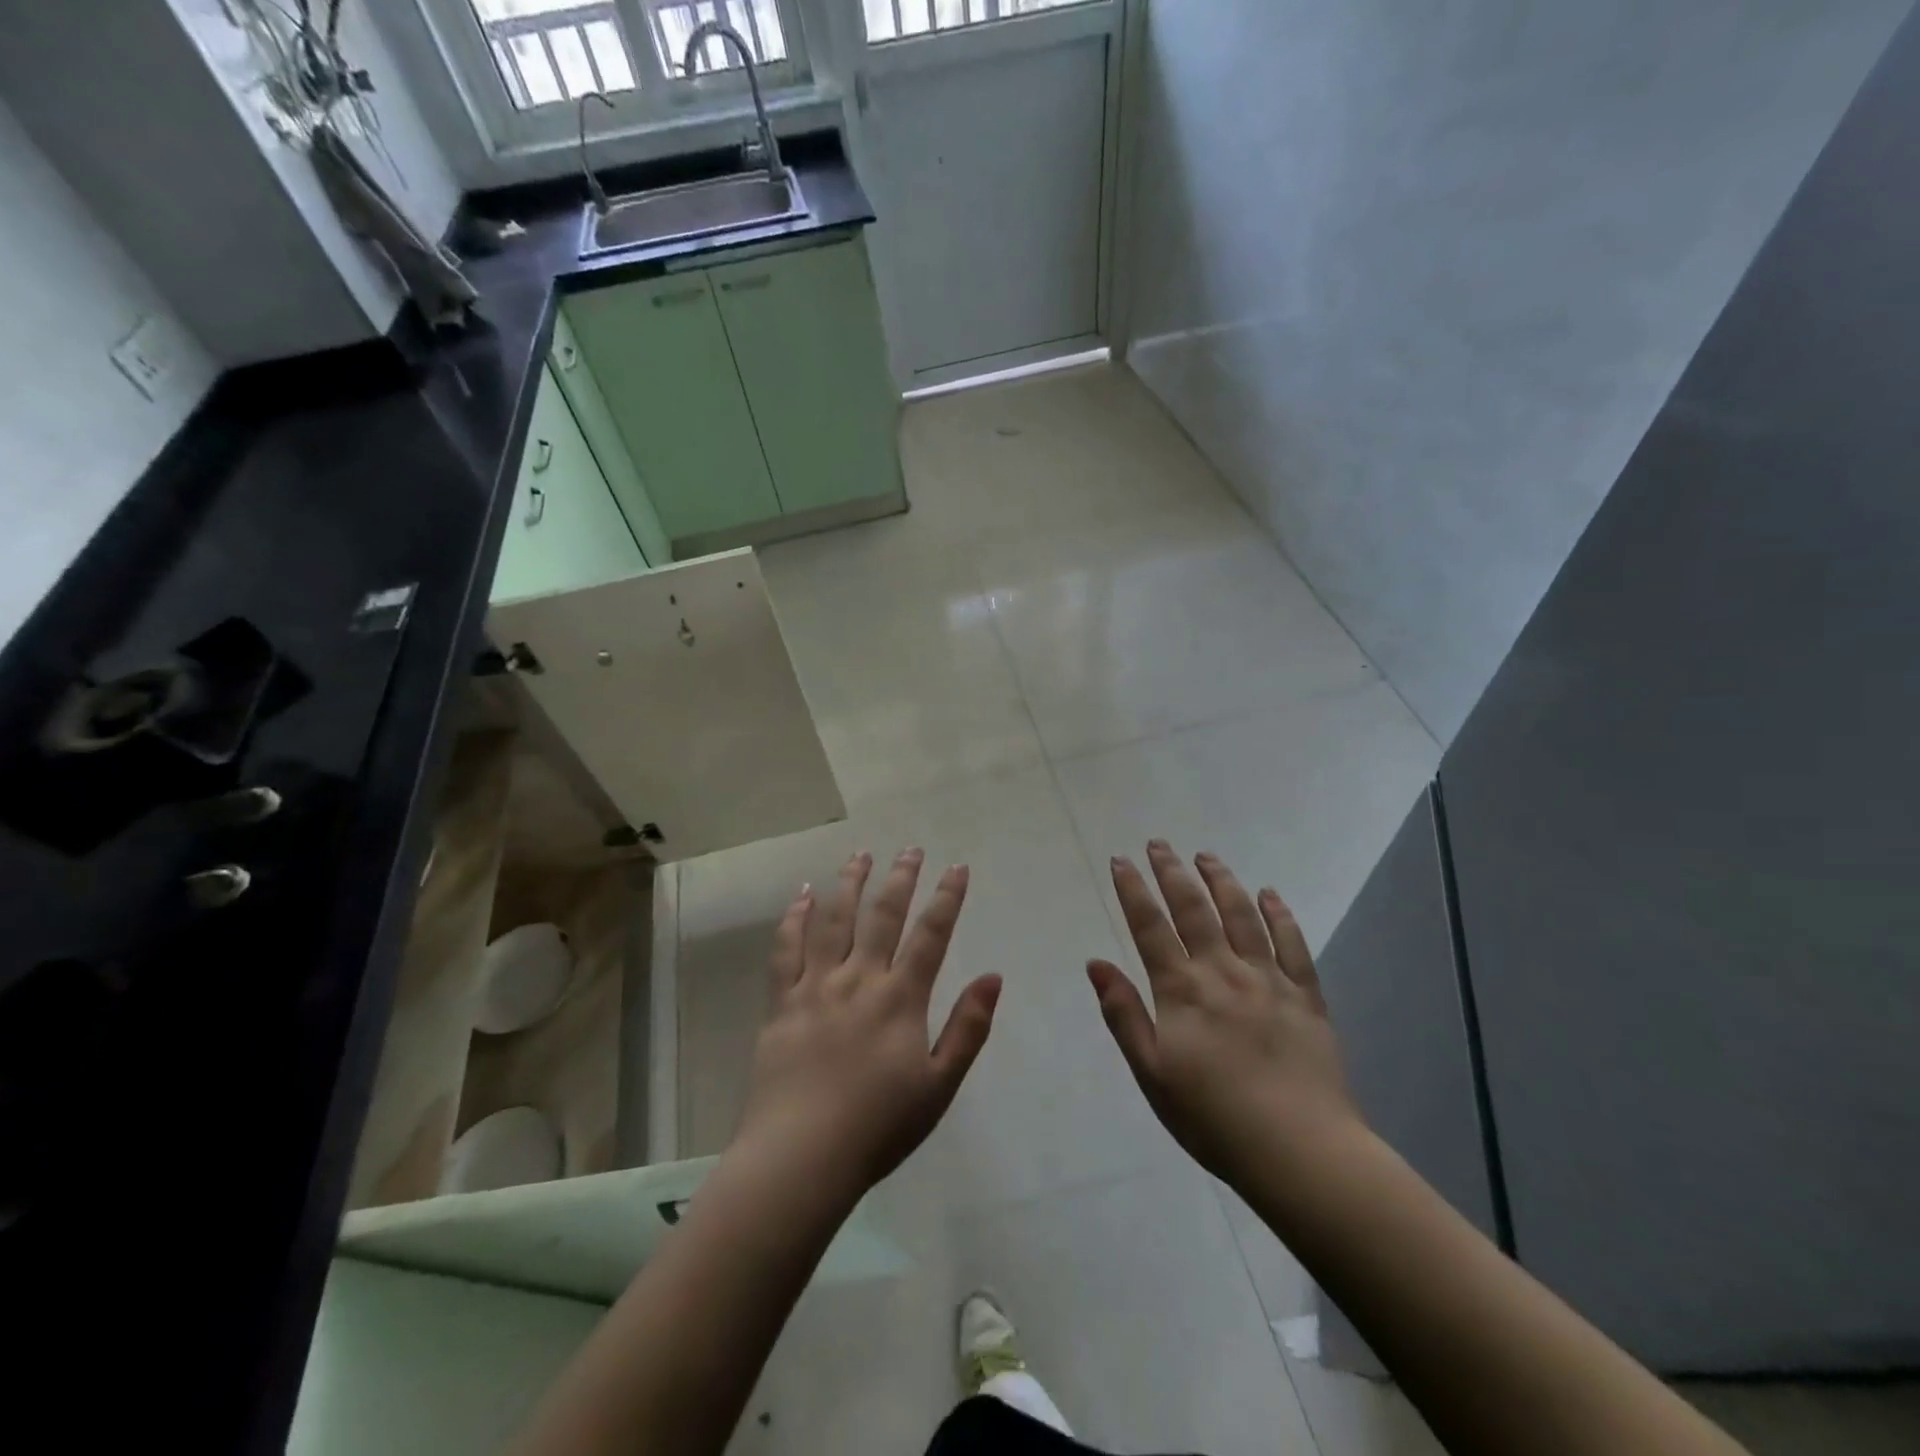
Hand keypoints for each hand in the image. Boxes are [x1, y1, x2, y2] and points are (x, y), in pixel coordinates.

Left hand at [729, 849, 1001, 1202]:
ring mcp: (815, 986)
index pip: (931, 935)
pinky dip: (794, 917)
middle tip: (911, 848)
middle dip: (900, 877)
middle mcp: (858, 979)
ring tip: (860, 855)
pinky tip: (802, 895)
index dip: (947, 898)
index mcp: (900, 998)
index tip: (957, 867)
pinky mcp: (780, 1002)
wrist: (800, 1157)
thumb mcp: (940, 1085)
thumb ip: (968, 1027)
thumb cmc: (878, 1127)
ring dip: (849, 883)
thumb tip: (993, 975)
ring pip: (833, 920)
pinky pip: (785, 949)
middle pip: (882, 915)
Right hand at [1087, 840, 1362, 1188]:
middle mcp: (1223, 972)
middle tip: (1159, 844)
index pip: (1150, 927)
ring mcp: (1269, 980)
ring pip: (1242, 915)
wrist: (1300, 1152)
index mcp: (1182, 990)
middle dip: (1172, 872)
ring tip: (1206, 856)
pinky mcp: (1306, 996)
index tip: (1121, 860)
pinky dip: (1280, 914)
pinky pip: (1293, 944)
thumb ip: (1123, 1014)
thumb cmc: (1213, 1118)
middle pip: (1194, 909)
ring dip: (1221, 880)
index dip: (1133, 890)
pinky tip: (1270, 894)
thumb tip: (1095, 963)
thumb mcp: (1152, 1073)